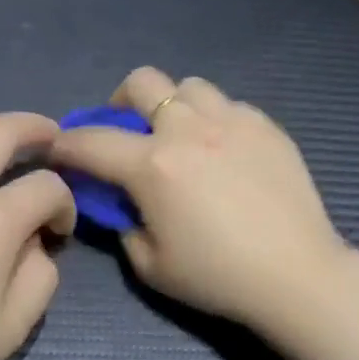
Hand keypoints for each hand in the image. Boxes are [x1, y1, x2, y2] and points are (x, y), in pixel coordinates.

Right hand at [47, 67, 349, 328]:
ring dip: (174, 106)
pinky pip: (229, 106)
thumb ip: (125, 225)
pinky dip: (215, 121)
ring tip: (184, 138)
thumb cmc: (218, 277)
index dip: (67, 144)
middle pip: (144, 82)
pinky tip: (225, 153)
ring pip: (190, 87)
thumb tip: (125, 203)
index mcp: (154, 165)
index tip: (61, 151)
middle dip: (122, 101)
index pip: (92, 141)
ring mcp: (233, 121)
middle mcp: (190, 129)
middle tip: (129, 131)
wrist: (297, 274)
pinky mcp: (267, 126)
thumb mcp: (151, 265)